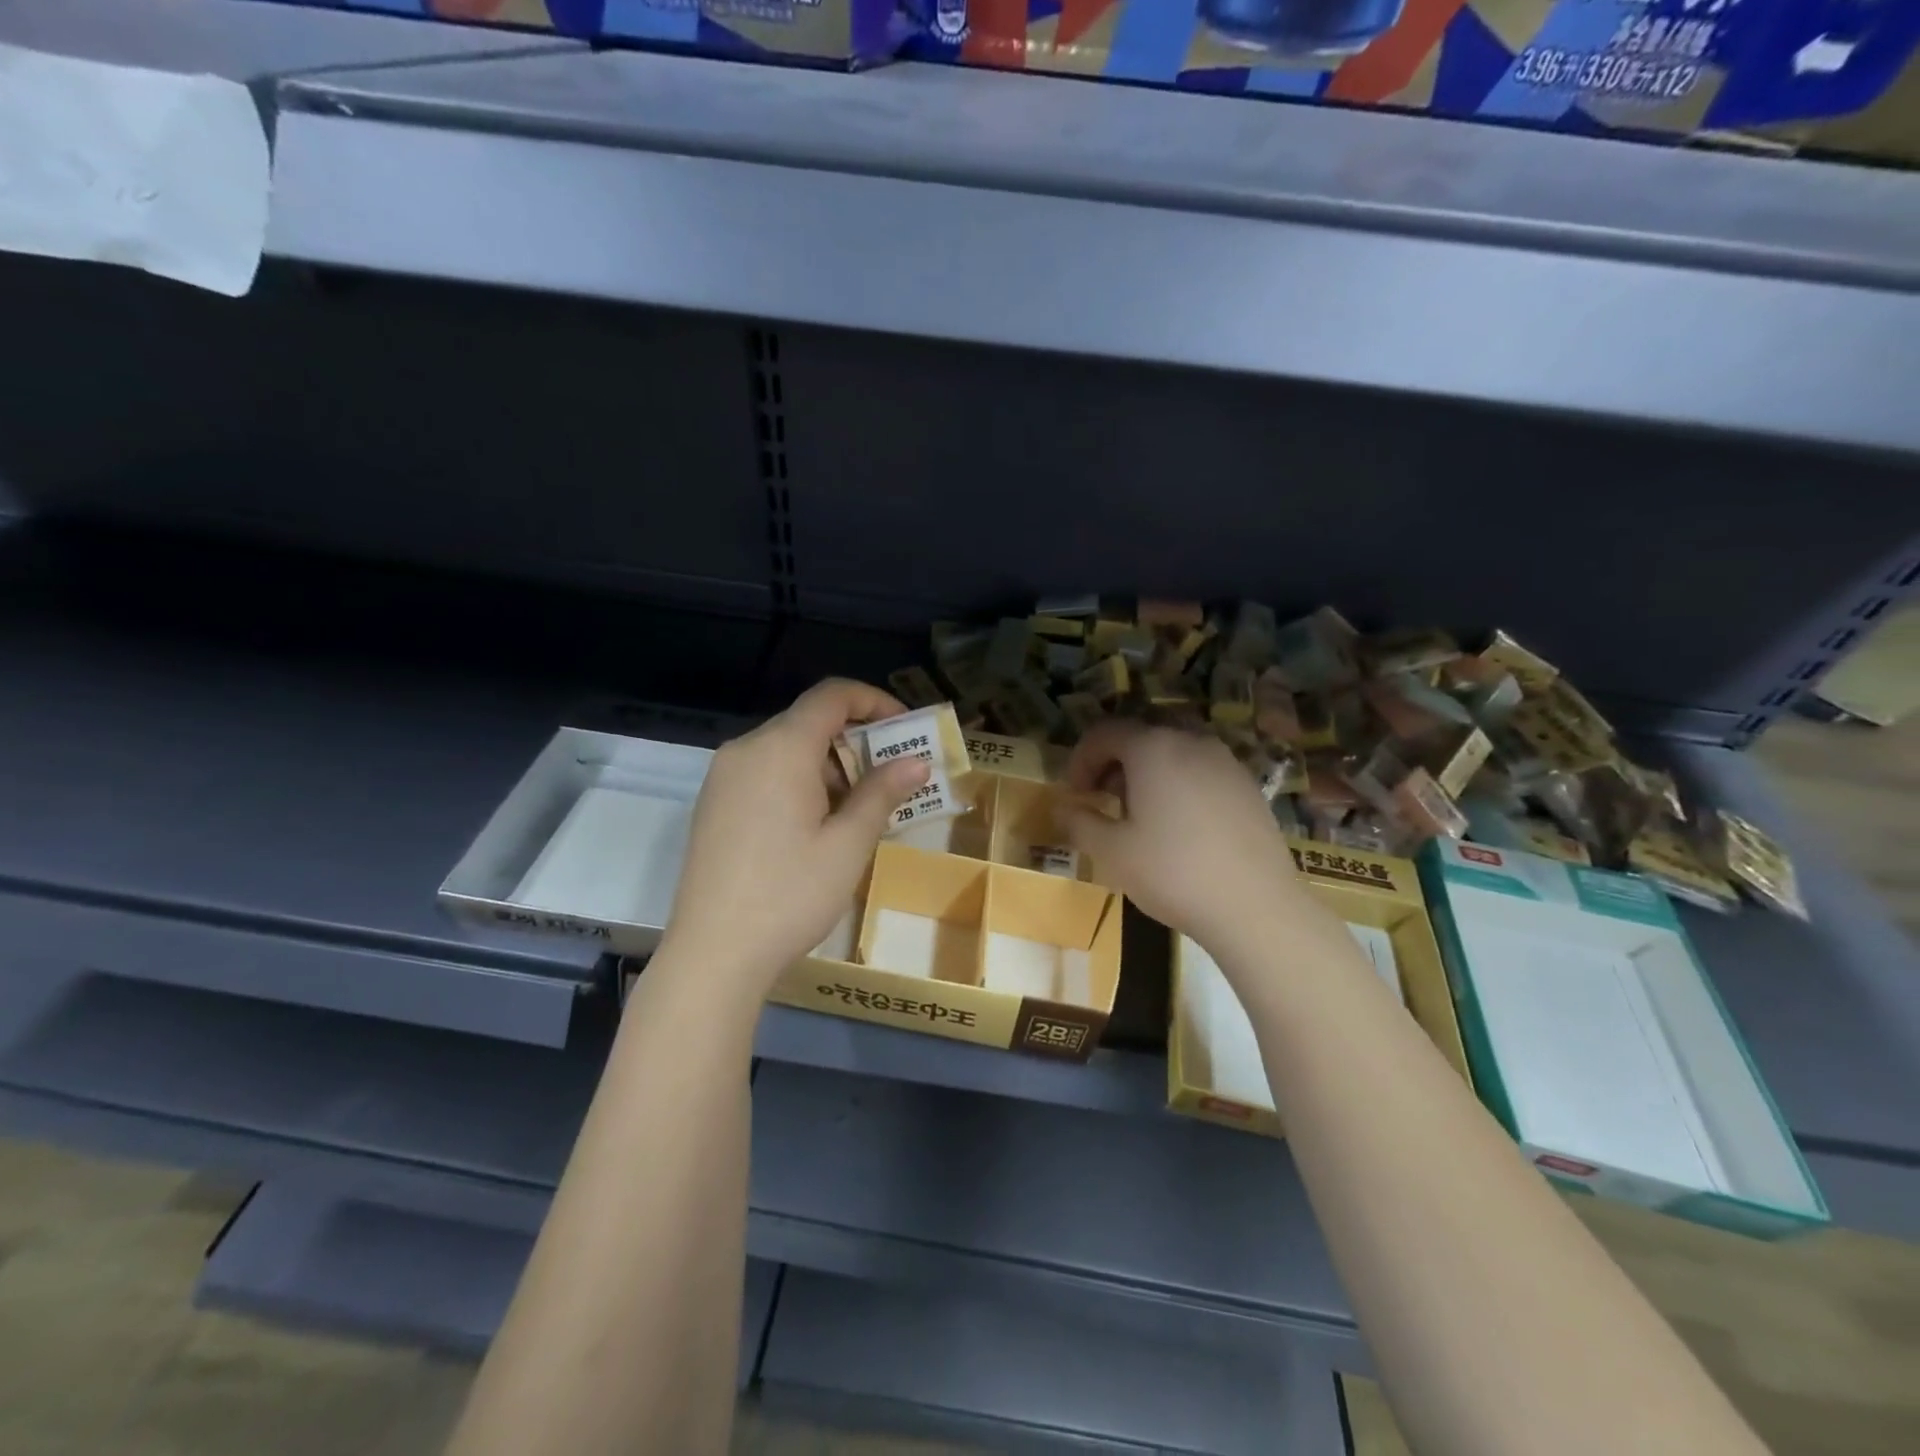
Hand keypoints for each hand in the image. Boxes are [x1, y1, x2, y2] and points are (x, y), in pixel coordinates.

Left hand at [662, 679, 928, 997]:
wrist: (713, 954)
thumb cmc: (790, 894)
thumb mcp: (848, 844)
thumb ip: (882, 792)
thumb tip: (917, 762)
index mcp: (780, 749)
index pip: (831, 696)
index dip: (874, 702)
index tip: (905, 729)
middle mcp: (746, 750)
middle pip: (809, 722)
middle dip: (856, 741)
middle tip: (892, 778)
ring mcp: (724, 777)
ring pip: (787, 750)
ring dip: (830, 766)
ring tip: (861, 810)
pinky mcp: (714, 804)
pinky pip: (766, 773)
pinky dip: (800, 782)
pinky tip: (818, 826)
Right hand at [1060, 721, 1312, 953]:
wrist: (1255, 906)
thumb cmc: (1172, 872)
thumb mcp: (1111, 851)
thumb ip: (1079, 821)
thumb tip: (1063, 807)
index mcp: (1153, 748)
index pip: (1104, 732)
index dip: (1080, 759)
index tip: (1075, 794)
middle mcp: (1191, 741)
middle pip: (1140, 737)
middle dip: (1114, 764)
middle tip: (1103, 801)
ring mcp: (1225, 761)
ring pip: (1173, 752)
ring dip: (1147, 774)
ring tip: (1141, 816)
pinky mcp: (1248, 785)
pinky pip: (1201, 770)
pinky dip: (1178, 784)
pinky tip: (1179, 826)